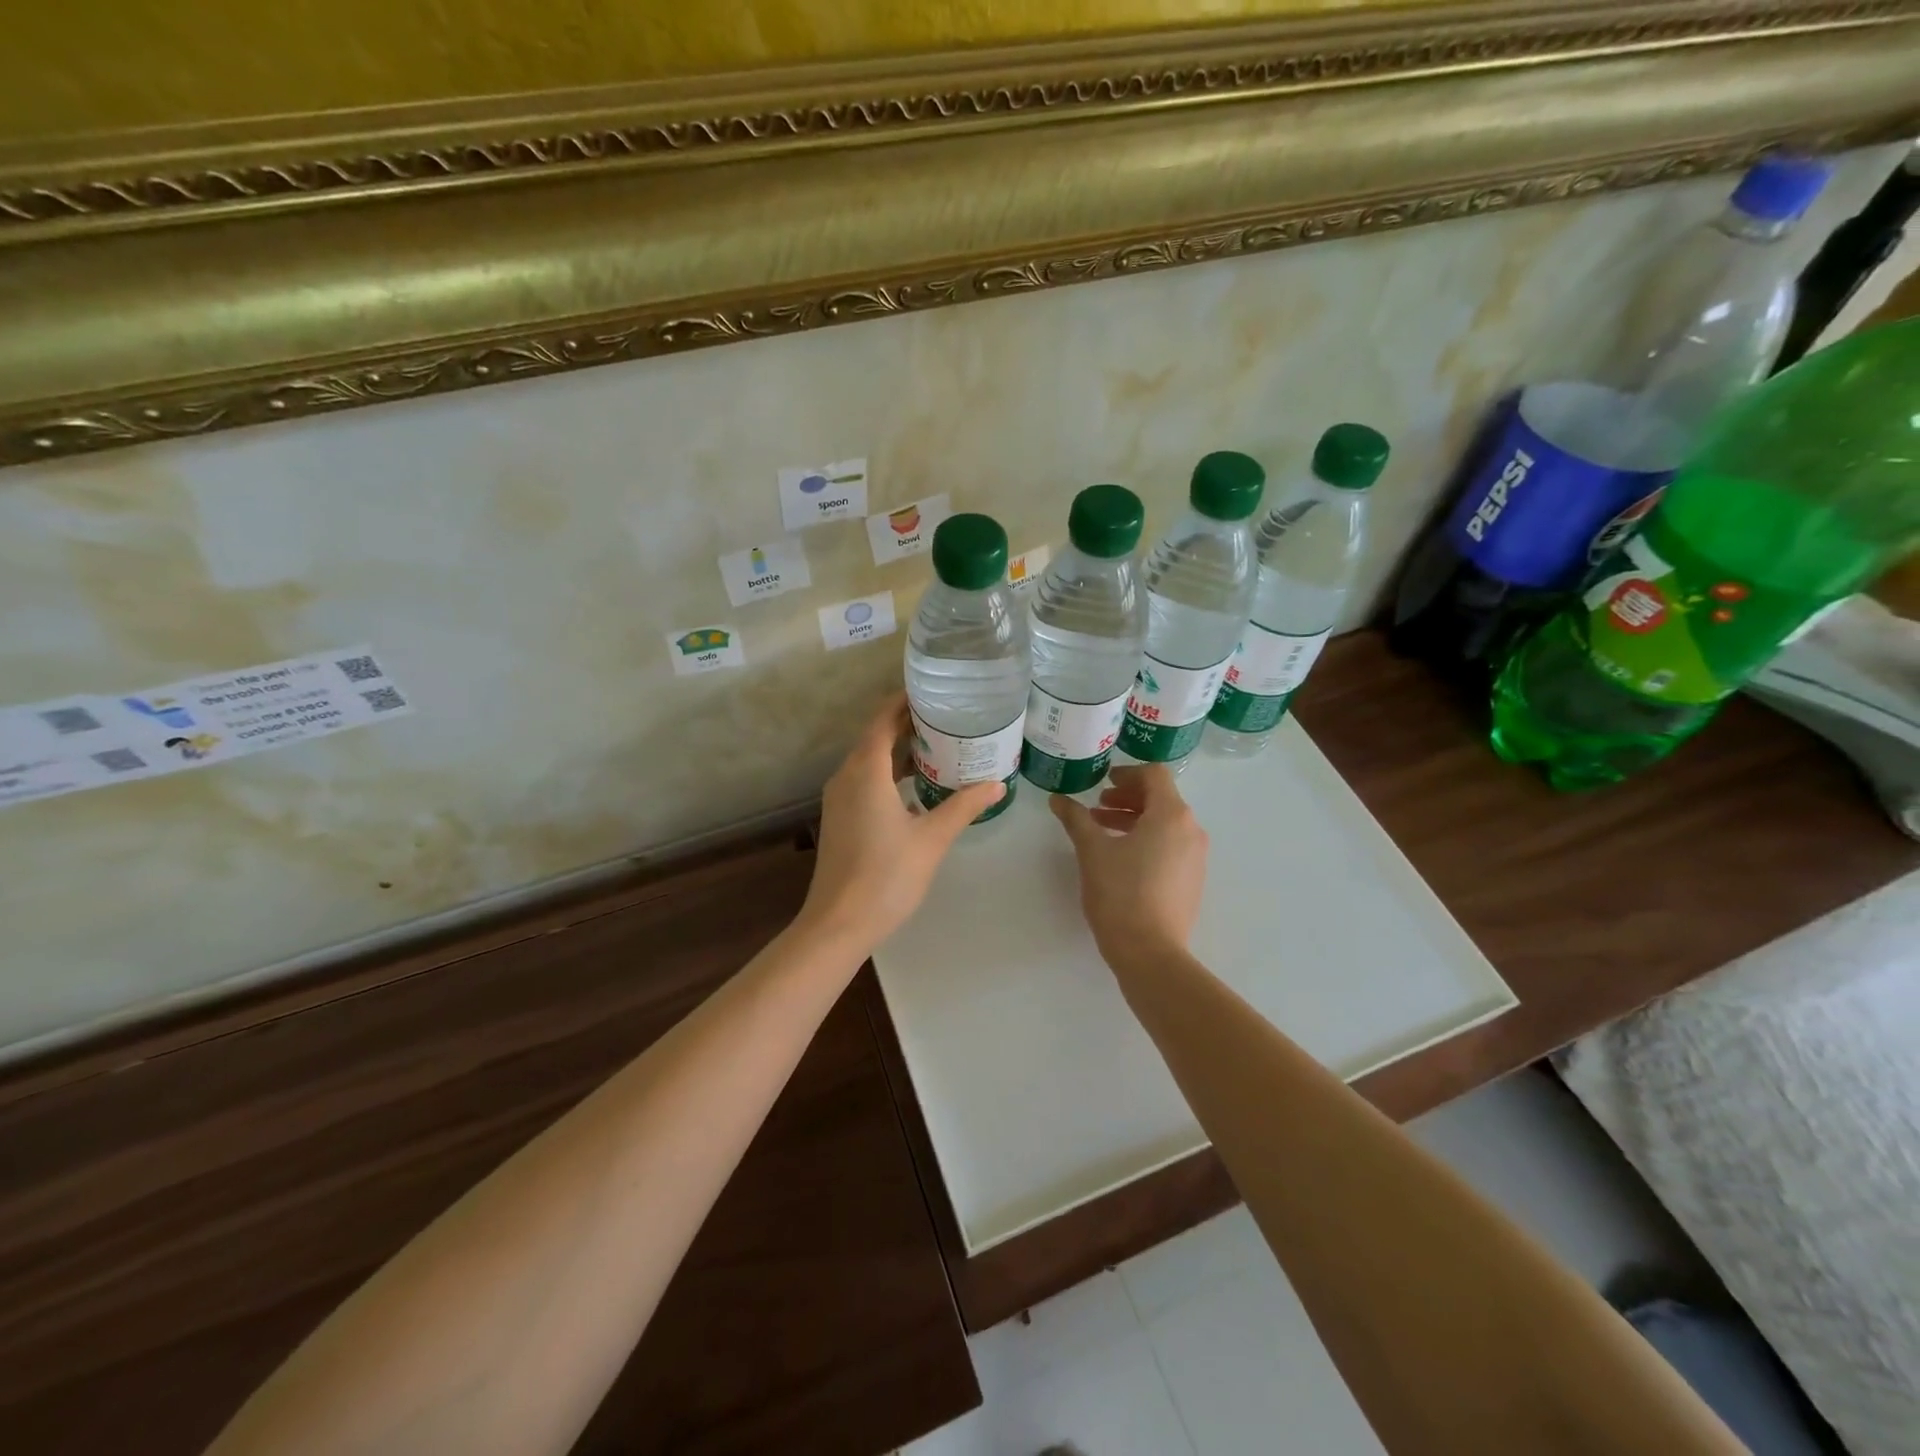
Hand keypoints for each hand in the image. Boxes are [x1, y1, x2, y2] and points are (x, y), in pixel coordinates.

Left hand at [797, 694, 1005, 955]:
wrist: (839, 923)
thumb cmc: (887, 876)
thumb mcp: (932, 838)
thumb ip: (963, 806)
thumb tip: (997, 784)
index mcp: (865, 771)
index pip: (883, 719)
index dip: (904, 701)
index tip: (933, 691)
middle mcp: (847, 776)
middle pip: (875, 736)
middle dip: (907, 723)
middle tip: (947, 716)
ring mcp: (839, 798)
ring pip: (869, 760)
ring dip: (898, 750)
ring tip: (938, 745)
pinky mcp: (840, 818)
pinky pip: (864, 780)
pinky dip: (889, 773)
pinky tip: (916, 786)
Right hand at [1051, 764, 1207, 969]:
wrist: (1150, 952)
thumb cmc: (1120, 893)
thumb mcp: (1091, 851)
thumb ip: (1075, 818)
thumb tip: (1057, 798)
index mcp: (1171, 815)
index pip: (1155, 774)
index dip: (1127, 773)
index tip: (1102, 783)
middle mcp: (1191, 830)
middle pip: (1162, 798)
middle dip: (1128, 797)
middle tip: (1098, 806)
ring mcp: (1196, 857)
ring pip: (1166, 824)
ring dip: (1135, 819)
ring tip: (1103, 831)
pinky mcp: (1192, 880)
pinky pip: (1171, 846)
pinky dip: (1147, 840)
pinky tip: (1121, 858)